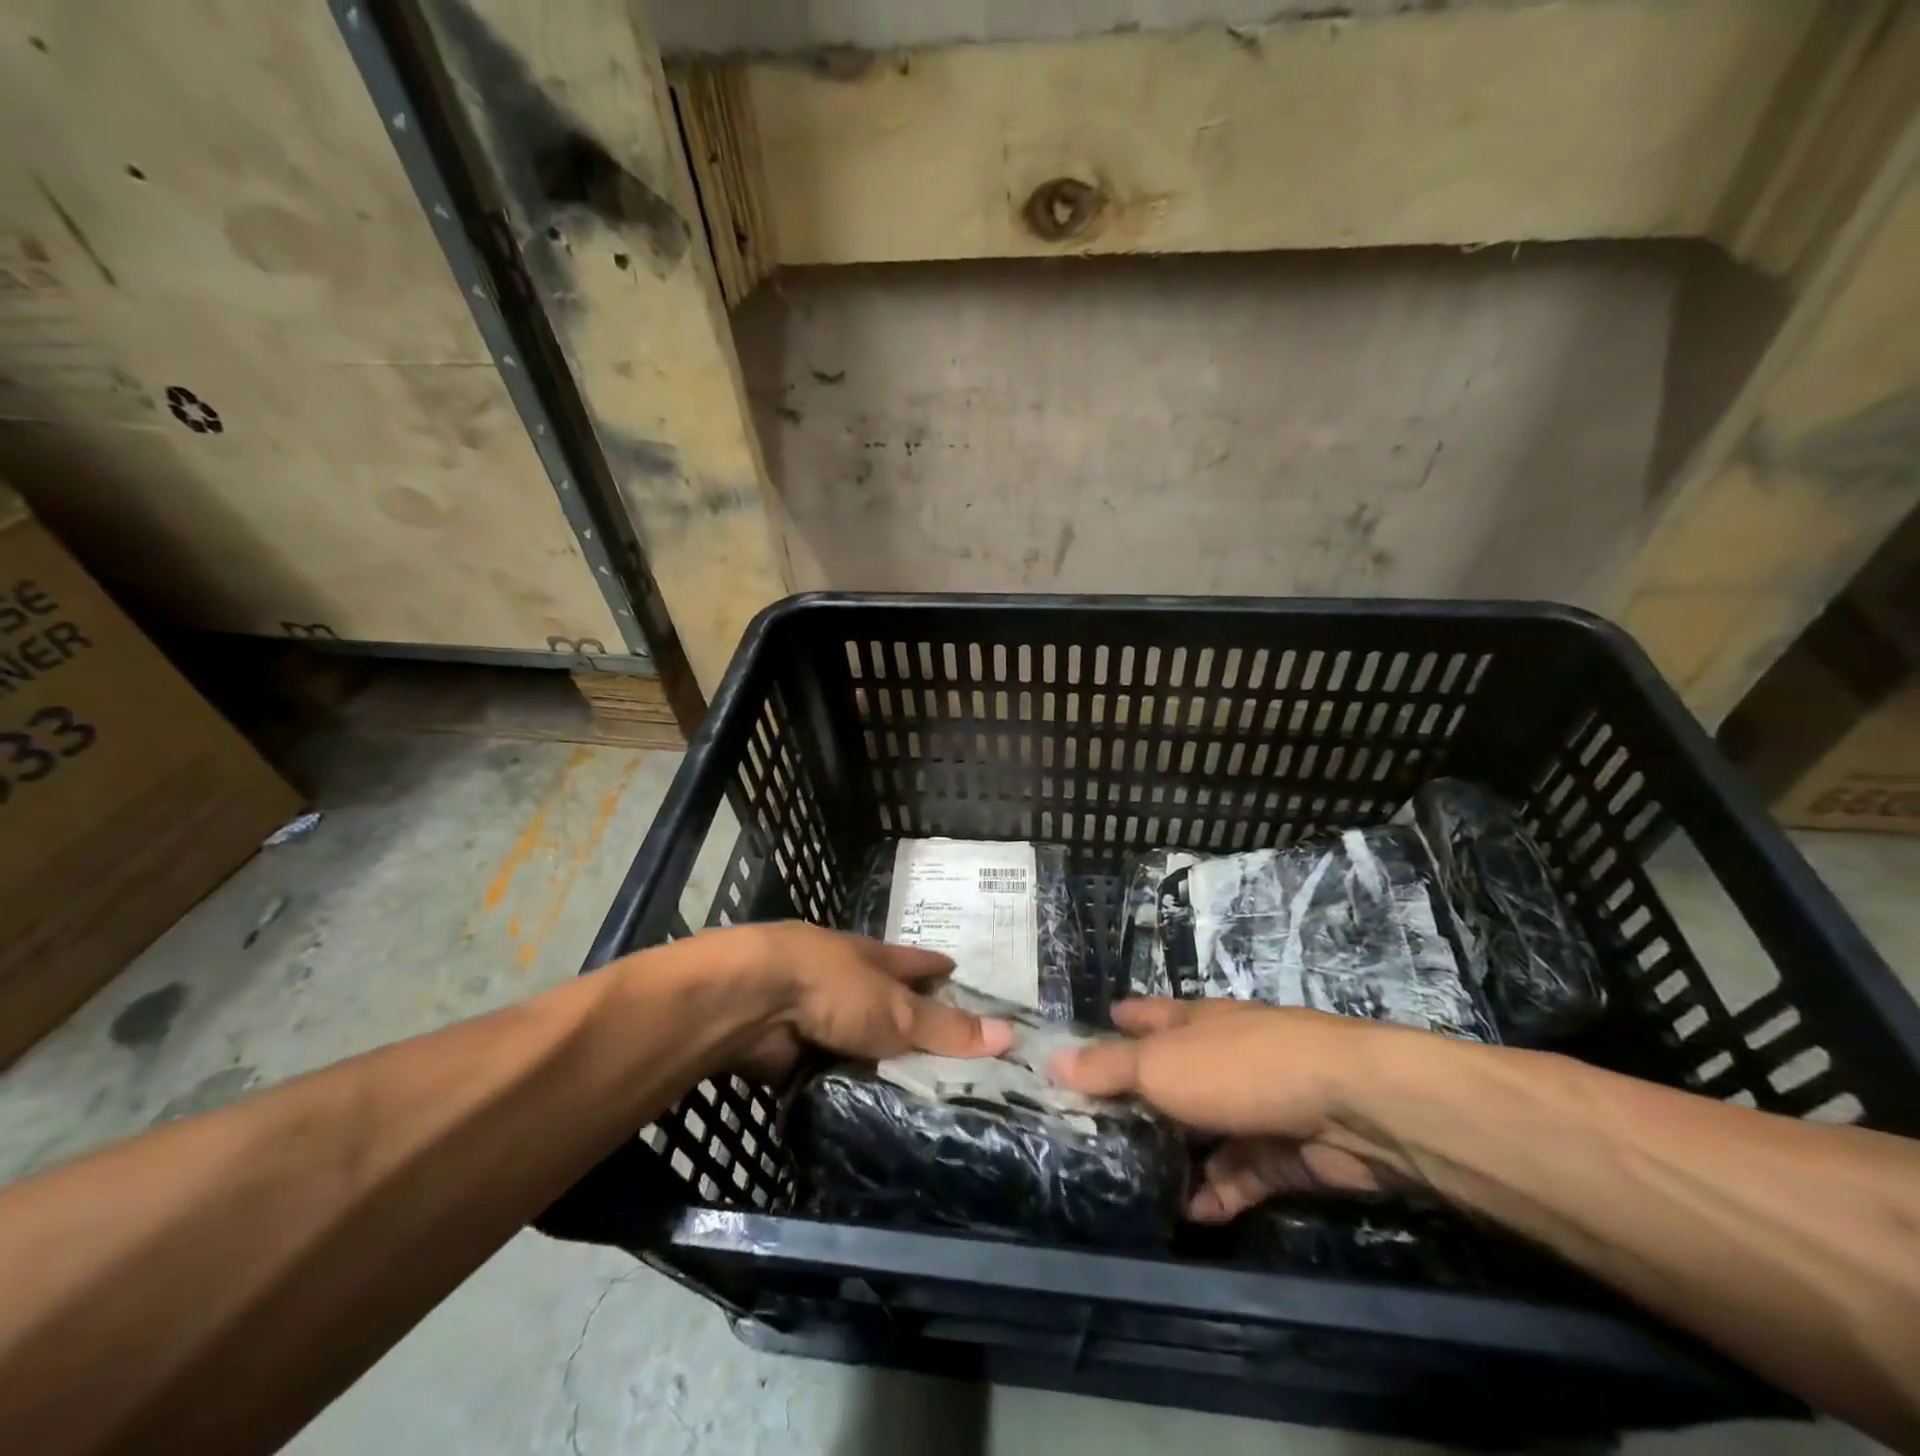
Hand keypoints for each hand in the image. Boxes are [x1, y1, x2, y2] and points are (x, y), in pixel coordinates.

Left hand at [719, 922, 1012, 1082]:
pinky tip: (872, 1115)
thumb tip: (1010, 1036)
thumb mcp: (897, 1009)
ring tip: (920, 1099)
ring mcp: (817, 1016)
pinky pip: (833, 1076)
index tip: (961, 974)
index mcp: (874, 959)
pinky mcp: (792, 1054)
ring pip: (860, 1044)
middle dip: (913, 1026)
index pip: (917, 963)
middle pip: (889, 1005)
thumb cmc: (832, 987)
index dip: (939, 968)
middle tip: (953, 1060)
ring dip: (879, 1064)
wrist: (751, 1002)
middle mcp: (848, 983)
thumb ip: (946, 1028)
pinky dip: (849, 1090)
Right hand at [1051, 998, 1425, 1220]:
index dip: (1124, 1020)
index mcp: (1196, 1022)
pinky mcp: (1289, 1150)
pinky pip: (1245, 1172)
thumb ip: (1109, 1069)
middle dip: (1146, 1096)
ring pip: (1210, 1128)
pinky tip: (1194, 1213)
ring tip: (1142, 1180)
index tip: (1101, 1023)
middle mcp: (1226, 1055)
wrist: (1352, 1106)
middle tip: (1104, 1123)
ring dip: (1182, 1154)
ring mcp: (1260, 1102)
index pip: (1150, 1017)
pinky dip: (1221, 1191)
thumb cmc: (1240, 1068)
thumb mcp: (1161, 1066)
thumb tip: (1052, 1060)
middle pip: (1177, 1073)